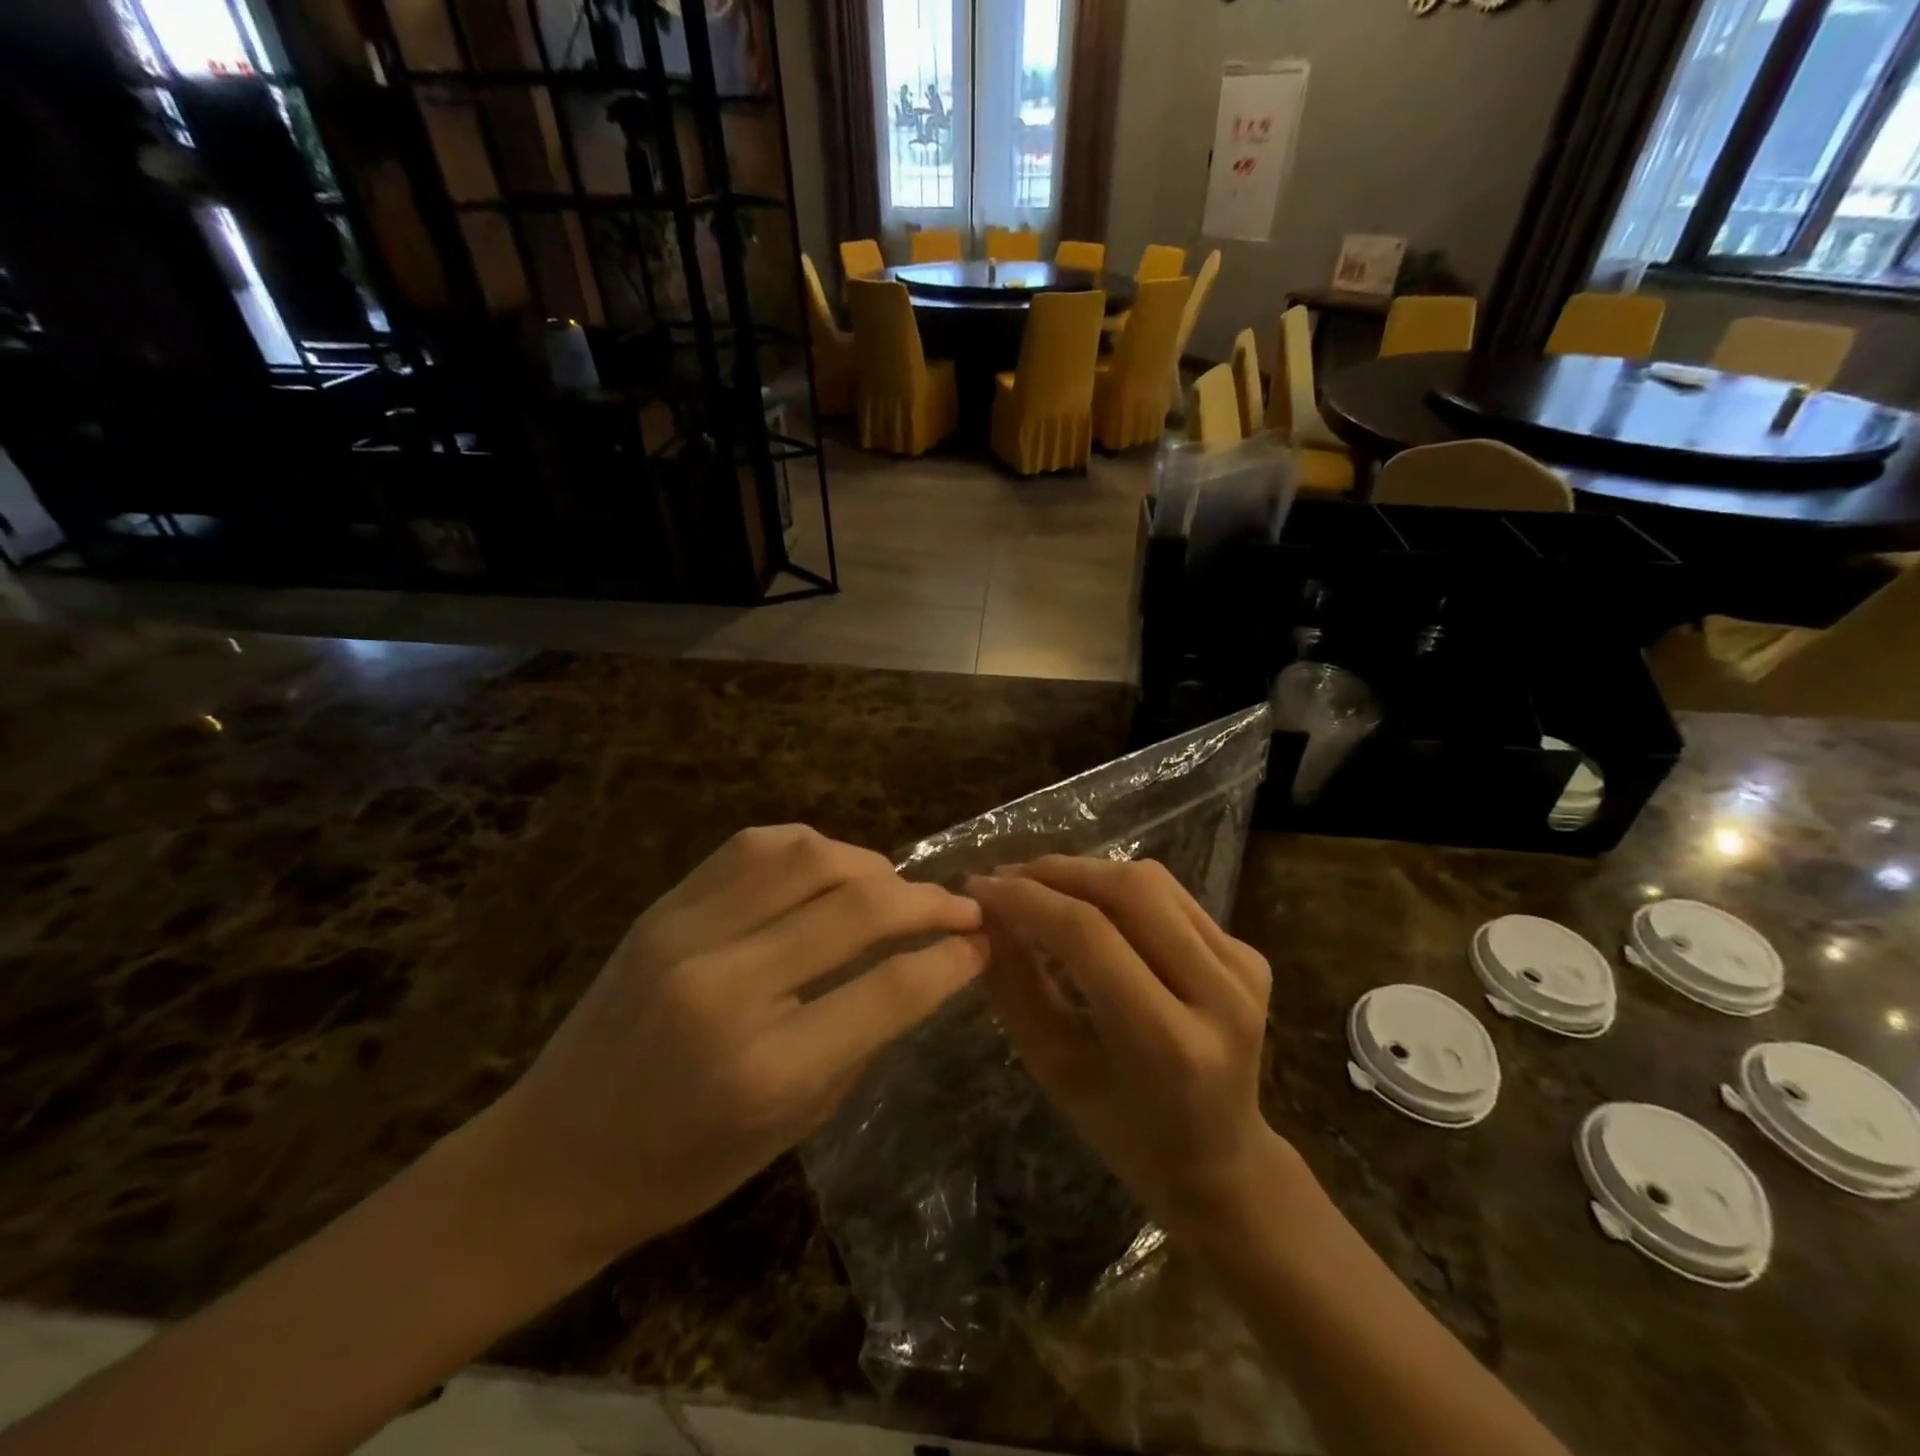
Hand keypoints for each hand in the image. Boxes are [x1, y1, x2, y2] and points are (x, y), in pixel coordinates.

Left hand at [480, 825, 987, 1264]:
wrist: (553, 1154)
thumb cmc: (683, 1166)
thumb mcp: (794, 1123)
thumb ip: (864, 1035)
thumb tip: (926, 965)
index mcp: (764, 1068)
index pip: (889, 990)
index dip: (950, 960)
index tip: (982, 943)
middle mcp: (727, 986)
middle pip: (856, 907)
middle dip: (927, 901)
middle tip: (959, 907)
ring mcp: (687, 934)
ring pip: (808, 856)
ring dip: (870, 864)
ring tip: (892, 889)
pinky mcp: (663, 907)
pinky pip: (755, 845)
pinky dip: (811, 848)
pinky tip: (829, 870)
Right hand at [968, 857, 1278, 1233]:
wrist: (1221, 1159)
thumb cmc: (1125, 1131)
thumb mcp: (1055, 1070)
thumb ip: (1017, 987)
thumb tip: (987, 915)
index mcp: (1171, 1043)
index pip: (1090, 937)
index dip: (1028, 901)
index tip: (978, 888)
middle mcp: (1221, 993)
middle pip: (1129, 891)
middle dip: (1056, 873)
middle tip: (1005, 878)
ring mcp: (1243, 967)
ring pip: (1152, 882)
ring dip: (1085, 871)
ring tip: (1036, 882)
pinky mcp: (1249, 953)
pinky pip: (1171, 896)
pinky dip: (1117, 887)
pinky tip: (1084, 901)